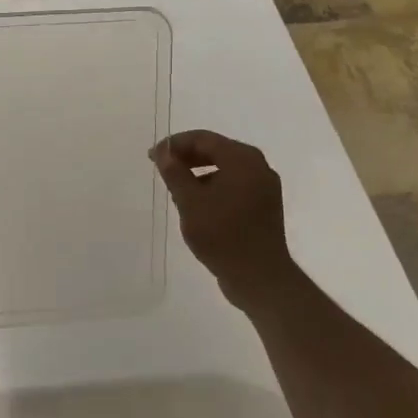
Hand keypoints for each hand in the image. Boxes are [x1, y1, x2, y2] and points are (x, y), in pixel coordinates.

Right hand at [151, 129, 299, 303]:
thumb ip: (175, 172)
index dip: (175, 144)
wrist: (259, 278)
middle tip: (161, 167)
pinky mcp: (264, 206)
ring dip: (198, 172)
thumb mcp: (190, 202)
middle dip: (186, 156)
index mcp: (243, 160)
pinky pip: (234, 185)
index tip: (152, 156)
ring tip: (175, 186)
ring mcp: (264, 187)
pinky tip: (196, 203)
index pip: (203, 139)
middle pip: (216, 150)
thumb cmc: (222, 235)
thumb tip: (163, 151)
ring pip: (225, 168)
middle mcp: (258, 167)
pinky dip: (213, 186)